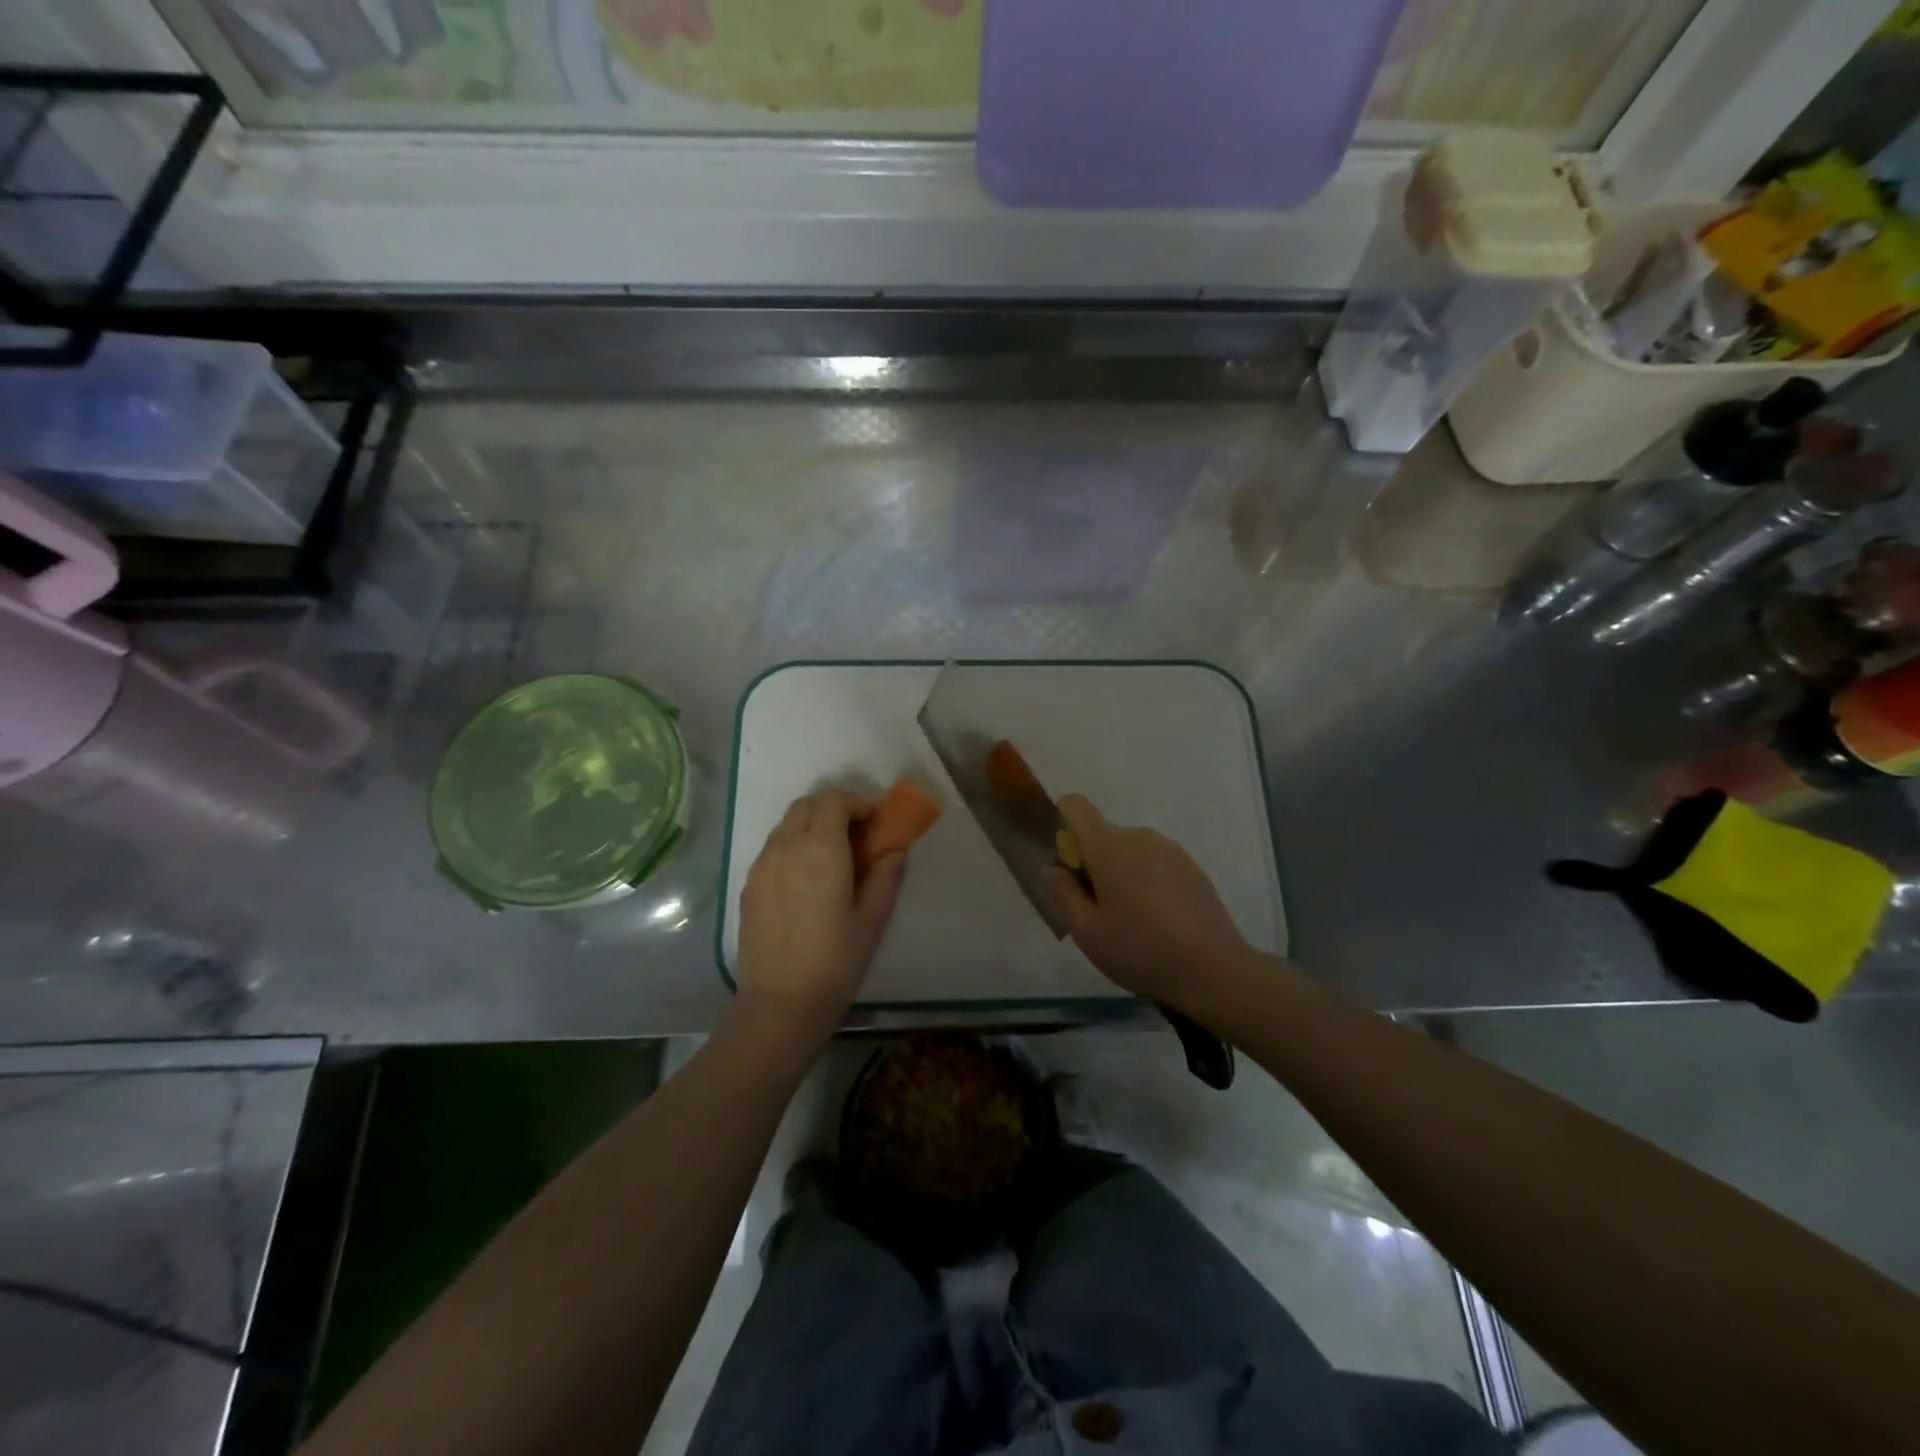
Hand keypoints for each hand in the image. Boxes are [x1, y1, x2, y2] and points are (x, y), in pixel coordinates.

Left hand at [736, 789, 906, 1054]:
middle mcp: (786, 847)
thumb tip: (894, 851)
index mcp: (820, 850)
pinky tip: (806, 881)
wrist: (780, 1004)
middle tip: (855, 836)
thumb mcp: (872, 920)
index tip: (874, 823)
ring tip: (831, 859)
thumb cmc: (835, 962)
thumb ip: (885, 877)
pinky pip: (772, 849)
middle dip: (832, 809)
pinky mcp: (749, 886)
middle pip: (806, 805)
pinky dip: (792, 847)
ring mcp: (762, 866)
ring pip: (786, 825)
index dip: (856, 804)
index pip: (833, 801)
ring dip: (810, 827)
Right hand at [1043, 794, 1253, 1017]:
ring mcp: (1170, 849)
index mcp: (1108, 846)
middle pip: (1102, 834)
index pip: (1074, 805)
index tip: (1067, 864)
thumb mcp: (1086, 931)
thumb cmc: (1140, 950)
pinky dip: (1147, 880)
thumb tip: (1052, 867)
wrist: (1214, 970)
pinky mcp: (1192, 867)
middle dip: (1092, 862)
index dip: (1062, 825)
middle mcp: (1139, 836)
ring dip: (1121, 872)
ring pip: (1130, 849)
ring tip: (1131, 920)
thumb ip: (1063, 892)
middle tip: (1097, 909)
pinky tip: (1159, 921)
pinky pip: (1155, 862)